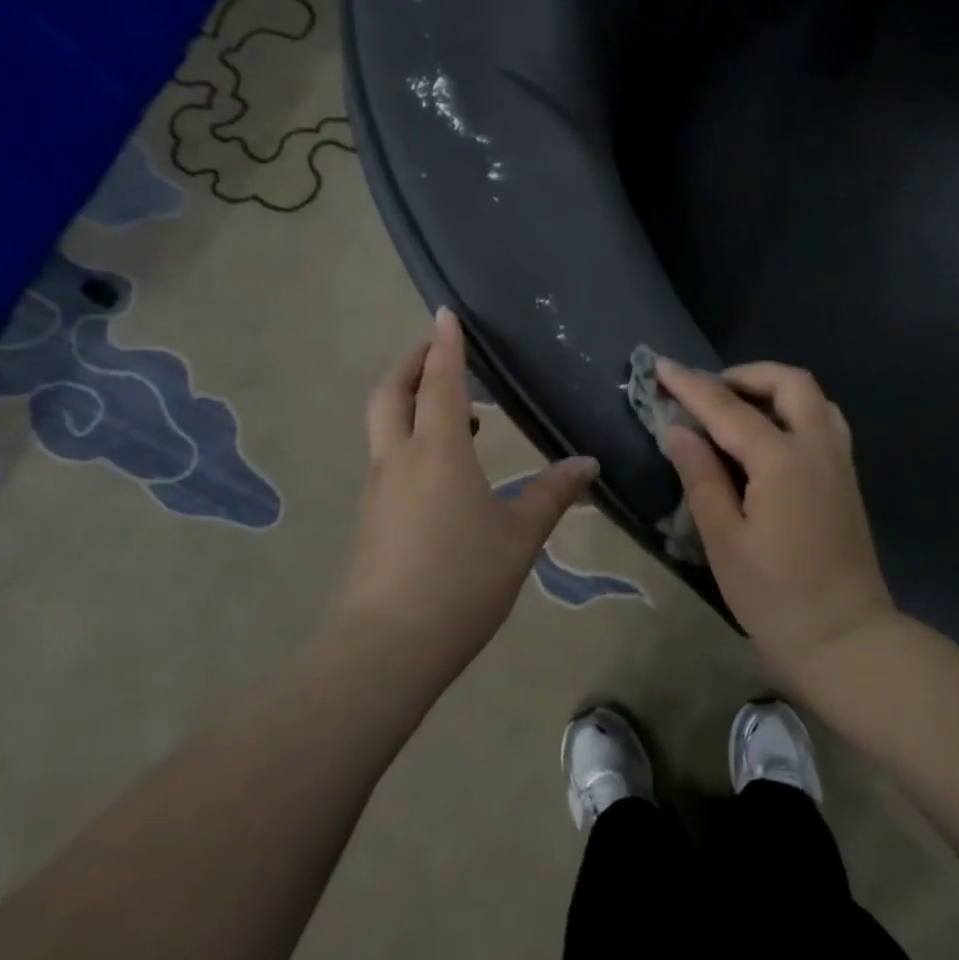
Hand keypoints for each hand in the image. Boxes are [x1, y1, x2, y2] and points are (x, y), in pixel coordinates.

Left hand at [336, 309, 598, 664]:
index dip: (444, 346)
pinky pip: (388, 458)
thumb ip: (552, 494)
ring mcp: (378, 489)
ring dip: (408, 402)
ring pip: (384, 426)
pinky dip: (409, 439)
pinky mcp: (372, 518)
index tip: (444, 314)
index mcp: (438, 452)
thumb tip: (587, 463)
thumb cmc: (462, 579)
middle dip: (411, 364)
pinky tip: (442, 469)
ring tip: (452, 411)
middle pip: (391, 394)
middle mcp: (399, 459)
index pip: (439, 382)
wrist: (389, 645)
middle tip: (436, 351)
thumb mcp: (520, 536)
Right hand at [655, 358, 898, 682]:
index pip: (728, 409)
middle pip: (790, 383)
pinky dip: (793, 412)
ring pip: (813, 399)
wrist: (845, 640)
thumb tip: (678, 430)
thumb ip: (701, 477)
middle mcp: (818, 448)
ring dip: (774, 390)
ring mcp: (839, 463)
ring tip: (736, 411)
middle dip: (746, 375)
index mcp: (782, 461)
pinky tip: (768, 440)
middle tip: (708, 393)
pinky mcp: (847, 481)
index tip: (660, 366)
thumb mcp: (724, 540)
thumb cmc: (775, 597)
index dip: (691, 386)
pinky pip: (823, 423)